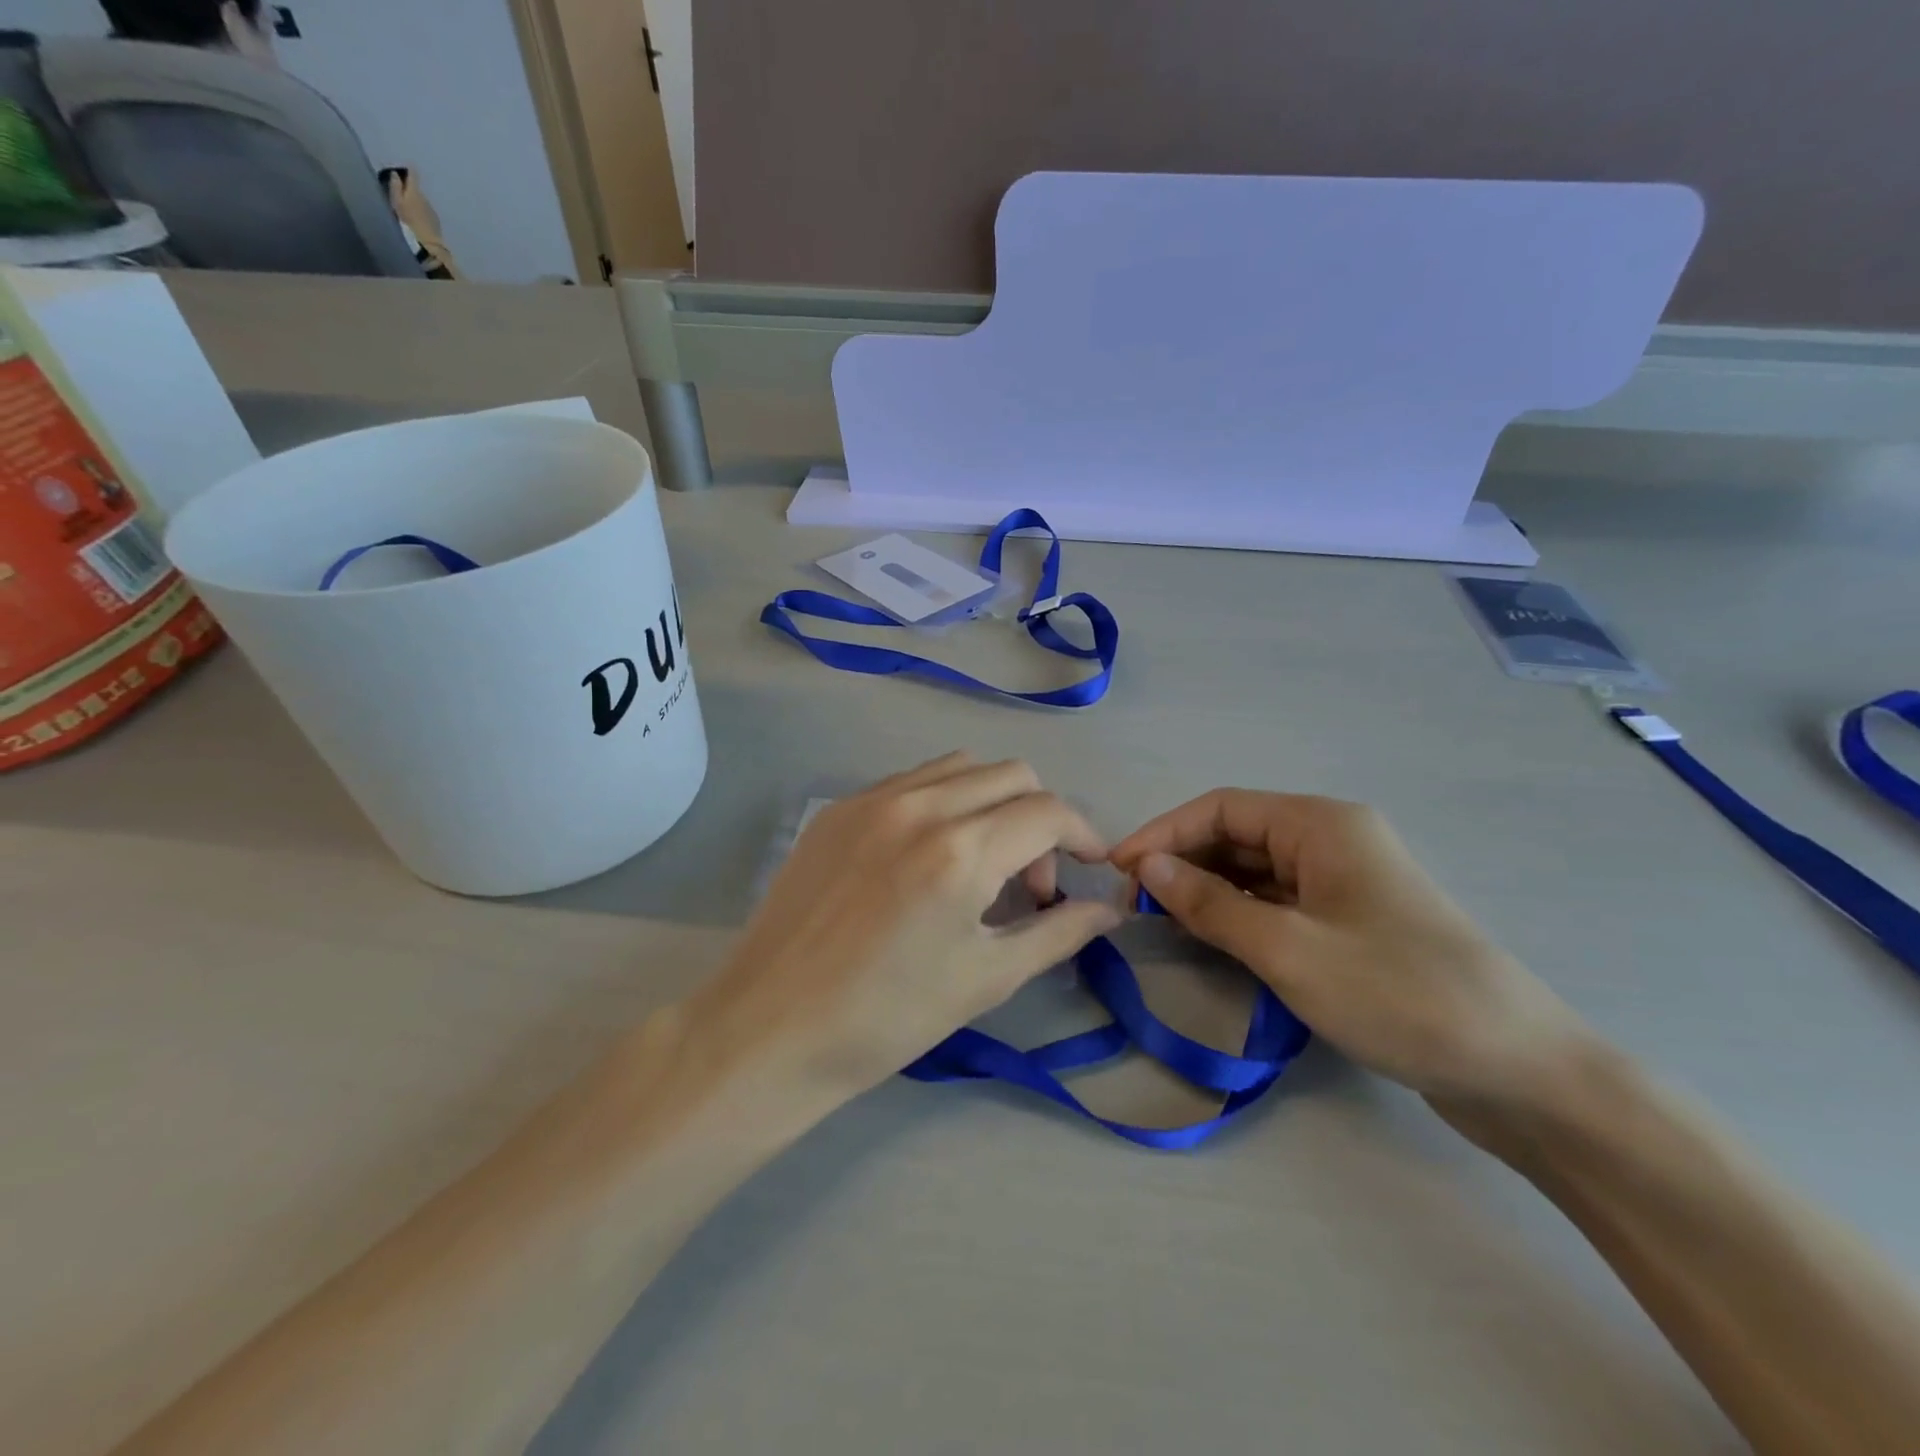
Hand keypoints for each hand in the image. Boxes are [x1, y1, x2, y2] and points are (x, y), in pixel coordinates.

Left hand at [693, 754, 1121, 1098]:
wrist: (771, 1028)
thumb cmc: (887, 1018)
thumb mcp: (986, 979)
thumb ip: (1058, 932)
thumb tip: (1110, 909)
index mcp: (959, 851)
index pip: (1049, 812)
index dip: (1085, 836)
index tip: (1091, 871)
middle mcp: (918, 806)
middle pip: (1012, 775)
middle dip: (1041, 819)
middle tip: (1029, 884)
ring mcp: (871, 800)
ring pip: (962, 767)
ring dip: (993, 802)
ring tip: (982, 863)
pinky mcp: (838, 808)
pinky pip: (912, 781)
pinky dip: (944, 802)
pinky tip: (929, 856)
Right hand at [1110, 791, 1600, 1122]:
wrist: (1522, 1072)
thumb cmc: (1397, 994)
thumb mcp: (1287, 950)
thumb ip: (1208, 904)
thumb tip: (1145, 868)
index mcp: (1321, 825)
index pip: (1220, 809)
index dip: (1162, 834)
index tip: (1116, 871)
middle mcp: (1332, 840)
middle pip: (1237, 836)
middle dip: (1182, 863)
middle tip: (1134, 906)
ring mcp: (1346, 882)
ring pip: (1256, 872)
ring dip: (1208, 891)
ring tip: (1162, 924)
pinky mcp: (1353, 922)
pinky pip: (1279, 903)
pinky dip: (1240, 915)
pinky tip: (1214, 940)